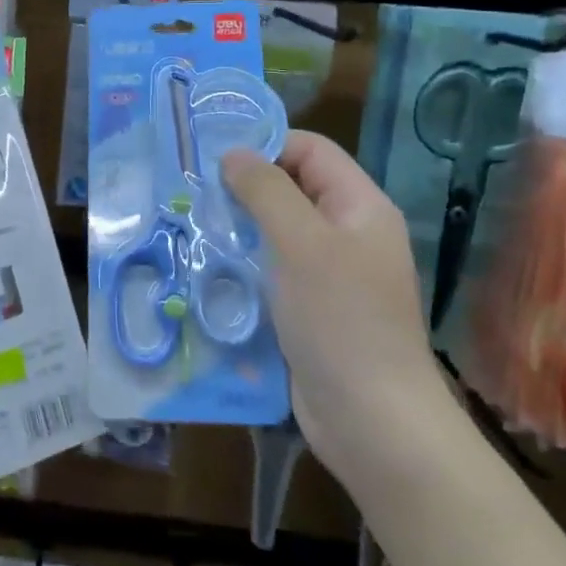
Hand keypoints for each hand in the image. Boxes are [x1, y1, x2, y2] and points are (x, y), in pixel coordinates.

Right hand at [222, 132, 450, 464]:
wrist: (371, 420)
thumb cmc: (339, 319)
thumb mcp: (300, 243)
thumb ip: (266, 191)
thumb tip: (233, 154)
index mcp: (360, 207)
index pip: (312, 151)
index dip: (267, 145)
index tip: (214, 157)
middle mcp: (348, 233)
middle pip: (293, 188)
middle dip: (246, 187)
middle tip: (193, 191)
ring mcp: (331, 274)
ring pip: (278, 231)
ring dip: (240, 226)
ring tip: (194, 226)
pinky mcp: (311, 308)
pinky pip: (274, 269)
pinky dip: (245, 263)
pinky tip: (211, 268)